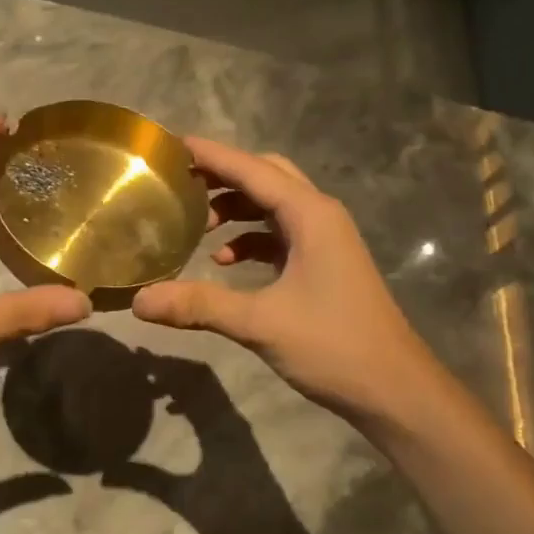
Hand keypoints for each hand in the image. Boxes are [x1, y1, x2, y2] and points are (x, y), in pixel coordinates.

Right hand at [103, 351, 325, 533]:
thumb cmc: (232, 518)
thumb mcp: (185, 499)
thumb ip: (146, 480)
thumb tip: (104, 473)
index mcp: (219, 425)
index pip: (190, 380)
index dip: (164, 365)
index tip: (137, 356)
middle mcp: (231, 418)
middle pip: (201, 378)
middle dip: (171, 367)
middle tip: (140, 364)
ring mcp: (239, 429)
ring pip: (209, 391)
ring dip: (182, 382)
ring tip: (151, 383)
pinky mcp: (242, 441)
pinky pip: (214, 406)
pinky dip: (192, 399)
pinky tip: (172, 410)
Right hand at [131, 137, 438, 431]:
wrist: (394, 389)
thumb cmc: (334, 346)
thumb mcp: (260, 323)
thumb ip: (199, 305)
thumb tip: (139, 301)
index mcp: (310, 215)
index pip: (252, 169)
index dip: (211, 155)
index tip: (170, 145)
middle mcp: (320, 216)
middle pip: (265, 176)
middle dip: (222, 176)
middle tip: (179, 182)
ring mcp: (325, 240)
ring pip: (272, 206)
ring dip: (235, 208)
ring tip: (194, 224)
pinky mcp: (323, 263)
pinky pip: (279, 235)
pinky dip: (249, 239)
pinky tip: (224, 261)